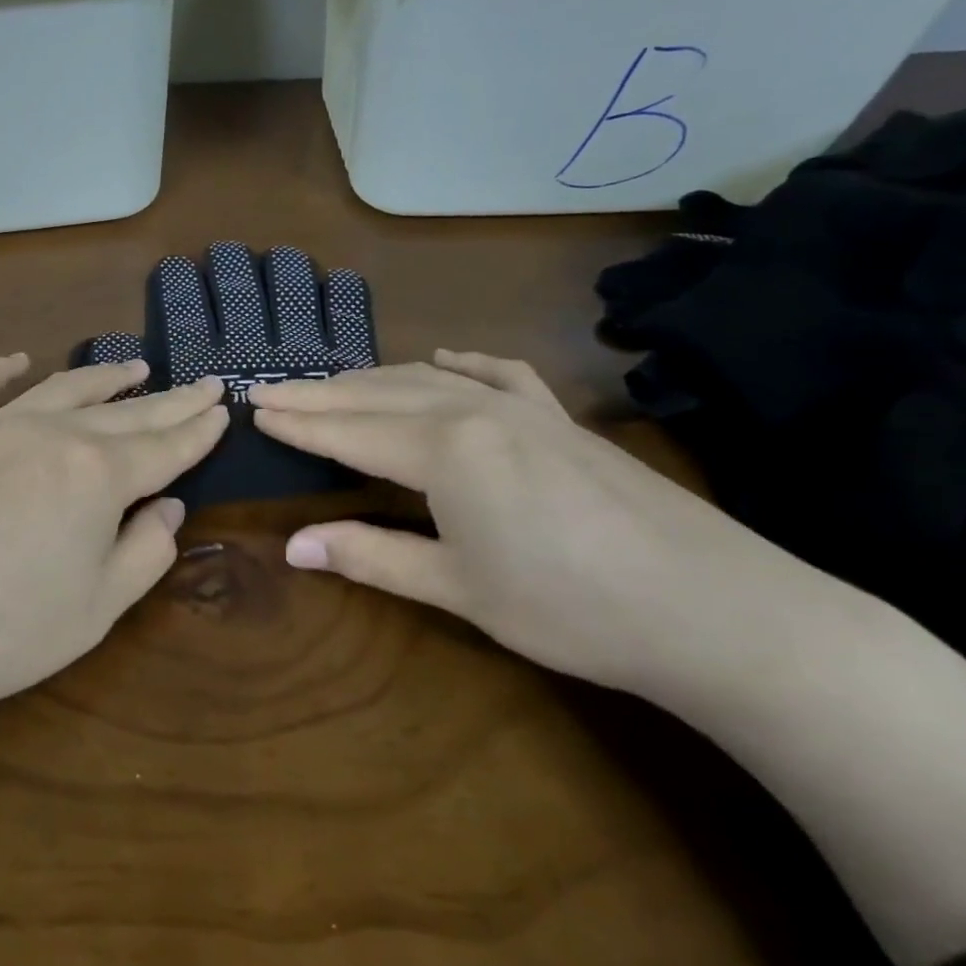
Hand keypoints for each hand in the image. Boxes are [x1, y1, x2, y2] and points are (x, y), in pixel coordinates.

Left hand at [0, 357, 230, 719]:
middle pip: (127, 412)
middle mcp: (52, 434)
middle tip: (204, 383)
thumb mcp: (96, 610)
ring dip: (105, 377)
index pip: (166, 446)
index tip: (225, 408)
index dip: (200, 429)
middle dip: (171, 400)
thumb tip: (167, 507)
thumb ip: (145, 552)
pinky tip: (17, 361)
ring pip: (62, 388)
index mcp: (98, 475)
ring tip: (136, 368)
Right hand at [251, 351, 817, 694]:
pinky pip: (495, 374)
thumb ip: (372, 556)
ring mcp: (521, 406)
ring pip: (426, 378)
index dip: (296, 421)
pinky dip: (458, 364)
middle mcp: (472, 410)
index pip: (347, 430)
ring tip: (333, 385)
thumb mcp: (458, 588)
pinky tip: (443, 358)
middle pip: (376, 394)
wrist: (713, 607)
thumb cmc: (571, 608)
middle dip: (318, 393)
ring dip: (371, 379)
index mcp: (442, 450)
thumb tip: (294, 547)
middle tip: (270, 389)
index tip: (252, 407)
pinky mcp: (559, 416)